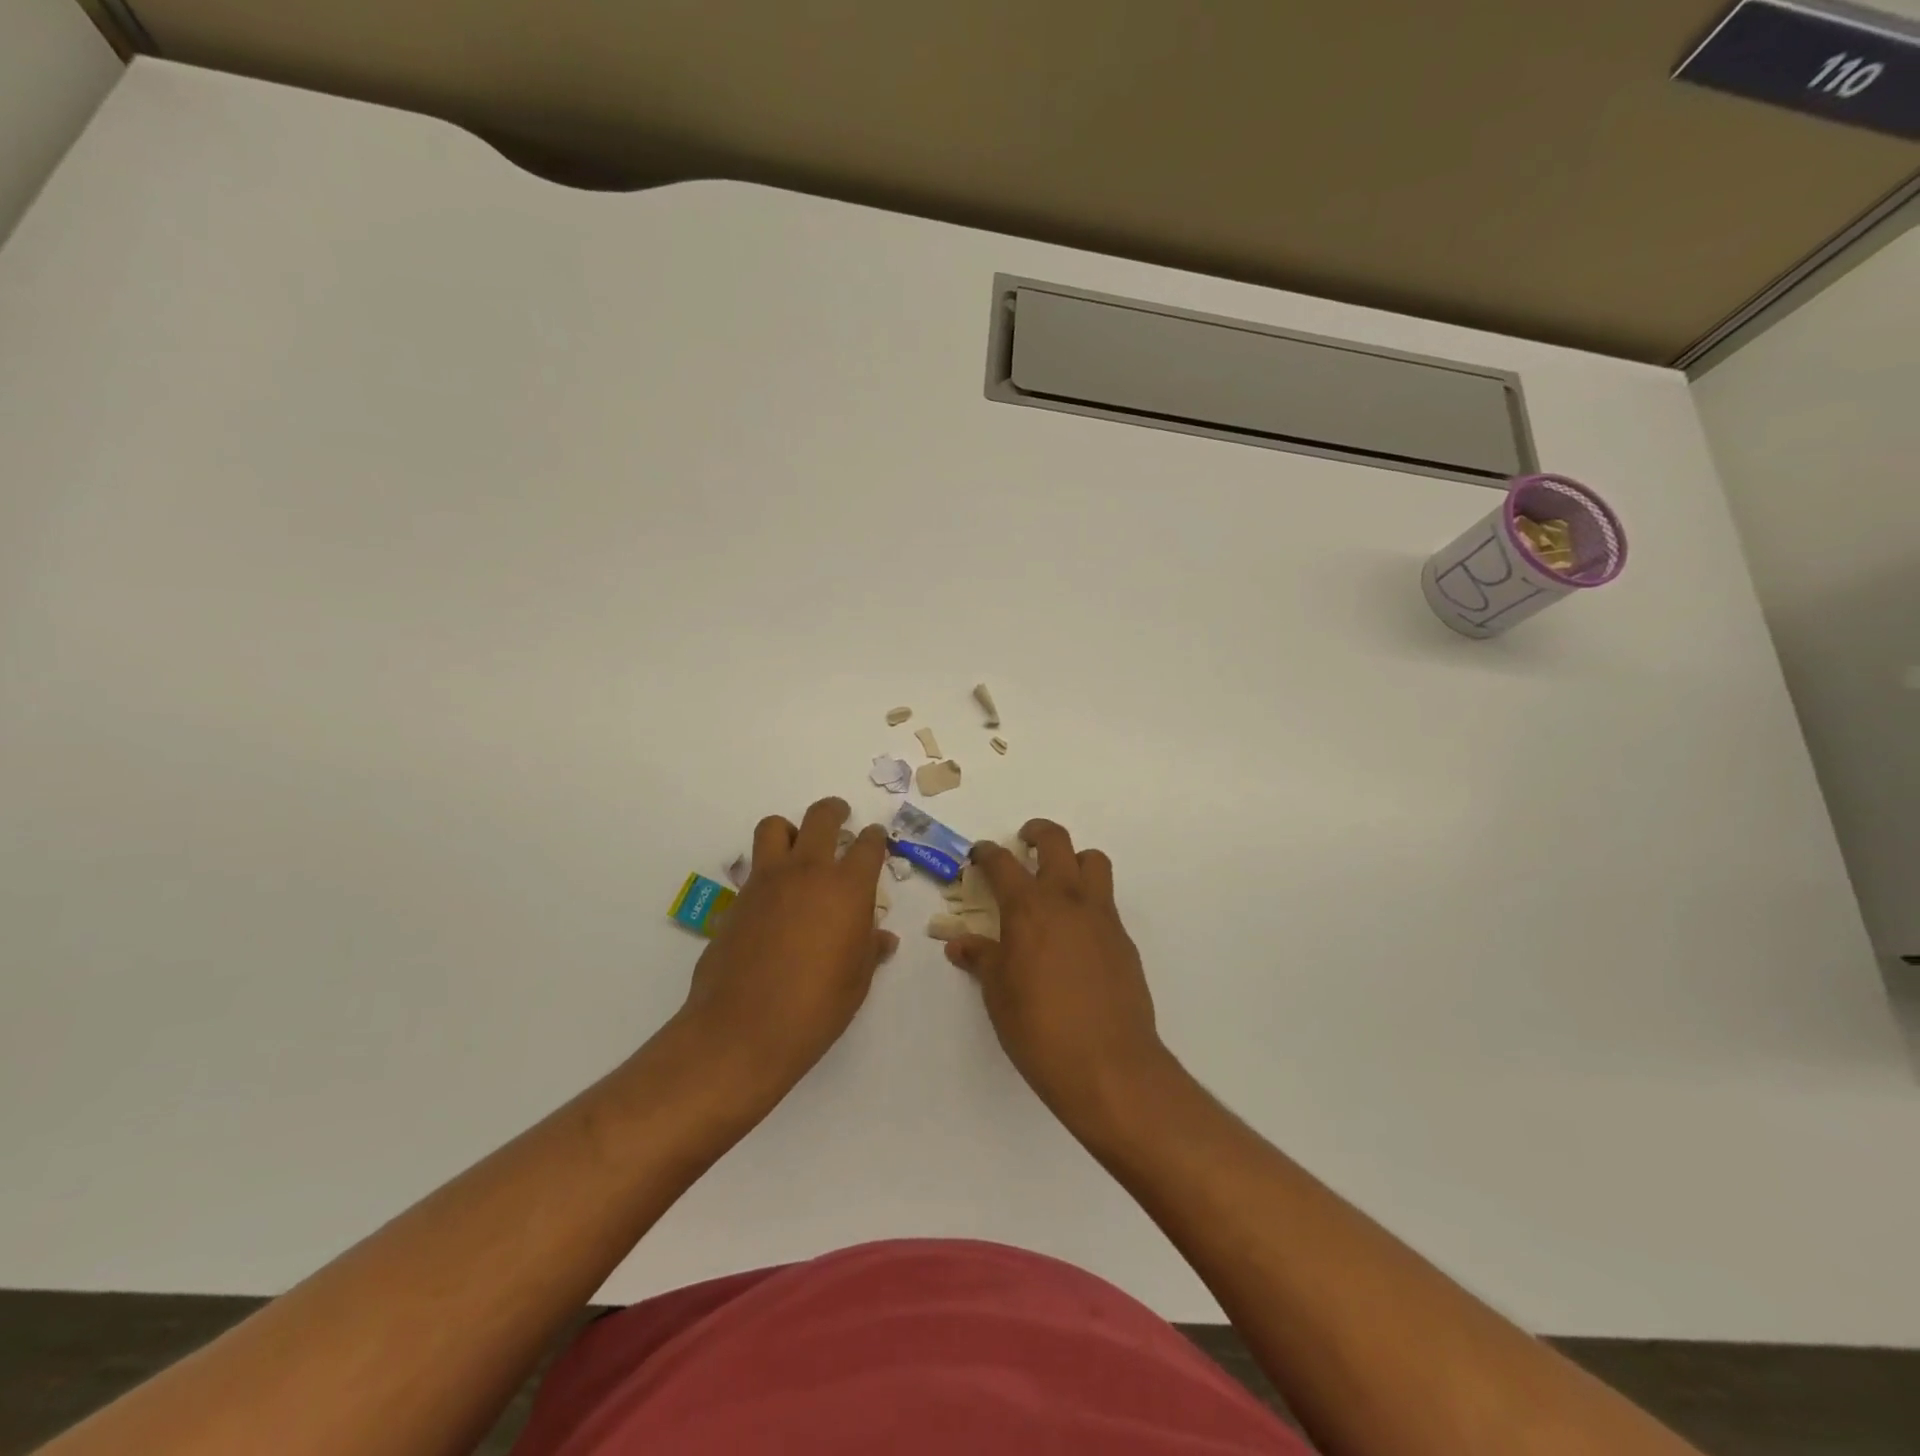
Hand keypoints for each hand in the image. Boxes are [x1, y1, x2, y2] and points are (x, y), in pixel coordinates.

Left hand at [675, 798, 897, 1101]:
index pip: (868, 845)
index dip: (875, 838)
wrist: (743, 1030)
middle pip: (821, 818)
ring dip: (791, 829)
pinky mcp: (737, 899)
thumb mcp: (856, 981)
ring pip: (775, 827)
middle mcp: (807, 872)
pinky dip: (767, 869)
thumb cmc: (815, 1008)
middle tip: (840, 817)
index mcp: (847, 888)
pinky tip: (774, 899)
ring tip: (798, 847)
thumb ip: (868, 949)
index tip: (876, 838)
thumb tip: (882, 938)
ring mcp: (766, 882)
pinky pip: (754, 867)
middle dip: (834, 811)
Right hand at [945, 821, 1170, 1132]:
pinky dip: (1089, 901)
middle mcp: (1067, 900)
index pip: (1003, 863)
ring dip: (1074, 860)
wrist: (1108, 1064)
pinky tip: (1076, 935)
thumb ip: (981, 959)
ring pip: (1093, 862)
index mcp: (1028, 908)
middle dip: (1037, 833)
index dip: (987, 853)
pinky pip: (1106, 902)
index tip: (979, 854)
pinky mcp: (1123, 939)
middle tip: (1024, 843)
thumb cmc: (1039, 1028)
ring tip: (1058, 881)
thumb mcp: (998, 994)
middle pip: (1057, 842)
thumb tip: (959, 944)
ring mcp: (1101, 917)